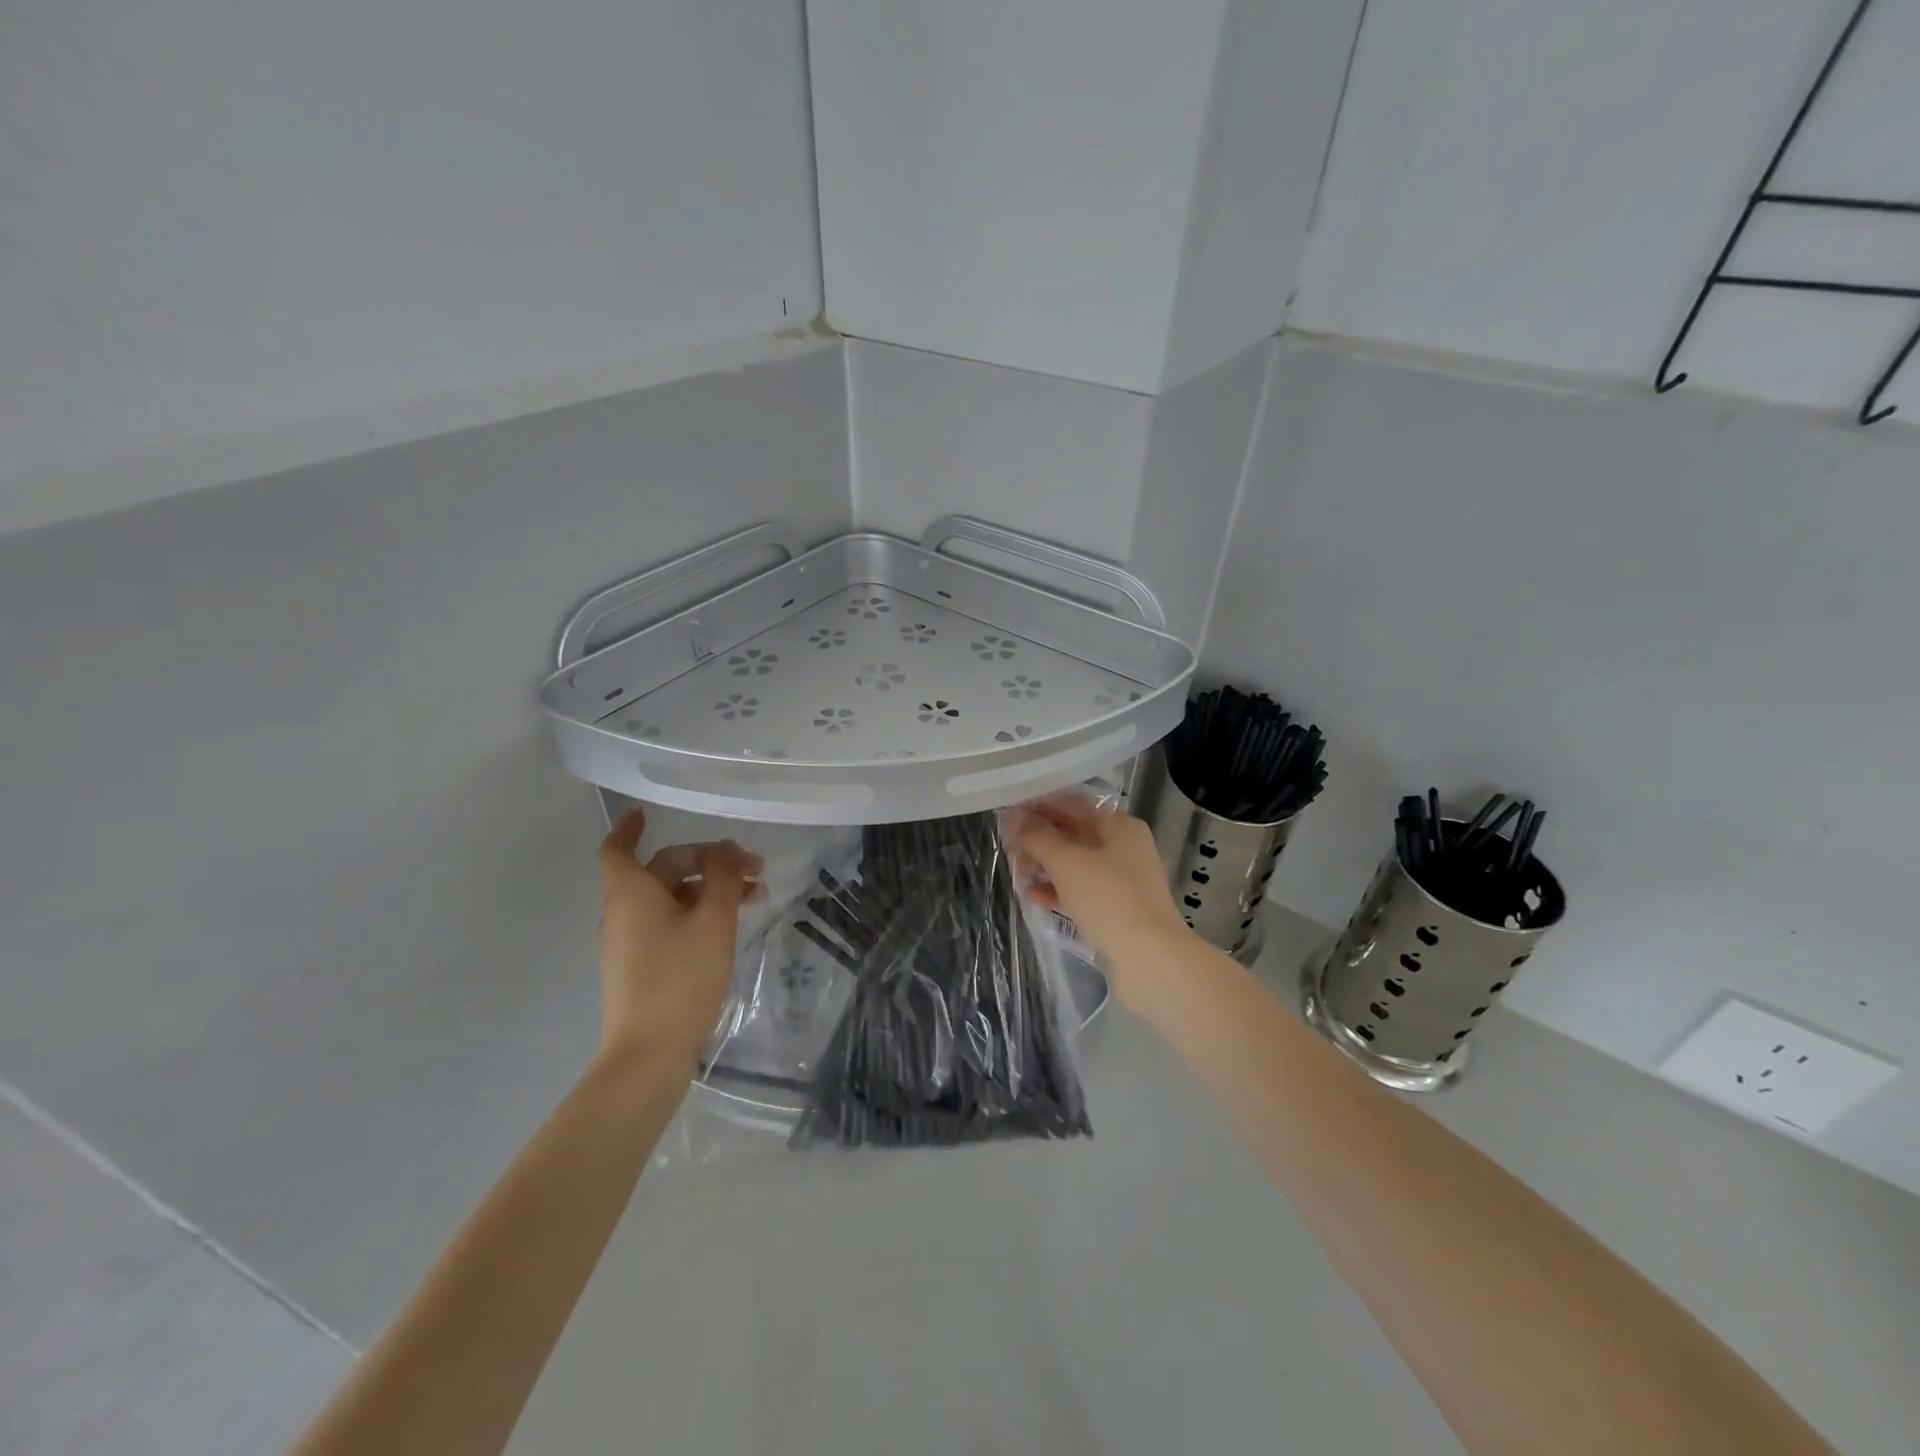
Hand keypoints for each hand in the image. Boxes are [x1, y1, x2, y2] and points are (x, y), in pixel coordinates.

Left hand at [594, 806, 761, 1066]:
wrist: (648, 1055)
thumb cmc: (680, 979)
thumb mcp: (712, 922)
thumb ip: (722, 879)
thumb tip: (725, 853)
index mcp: (631, 894)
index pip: (618, 848)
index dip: (630, 827)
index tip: (646, 813)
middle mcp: (623, 913)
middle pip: (661, 870)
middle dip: (707, 861)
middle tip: (753, 869)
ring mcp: (629, 942)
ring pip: (670, 898)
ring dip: (708, 889)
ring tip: (754, 897)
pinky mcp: (640, 967)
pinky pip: (668, 923)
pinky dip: (696, 913)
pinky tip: (730, 925)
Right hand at [1005, 797, 1189, 1010]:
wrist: (1150, 961)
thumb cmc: (1109, 900)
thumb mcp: (1067, 863)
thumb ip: (1037, 837)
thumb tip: (1012, 817)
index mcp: (1120, 826)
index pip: (1073, 805)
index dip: (1039, 807)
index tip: (1008, 815)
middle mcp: (1124, 848)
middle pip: (1074, 834)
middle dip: (1040, 839)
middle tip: (1008, 846)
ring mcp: (1122, 881)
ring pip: (1076, 864)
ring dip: (1045, 865)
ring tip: (1016, 871)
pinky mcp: (1116, 910)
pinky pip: (1081, 891)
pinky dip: (1057, 890)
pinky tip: (1032, 895)